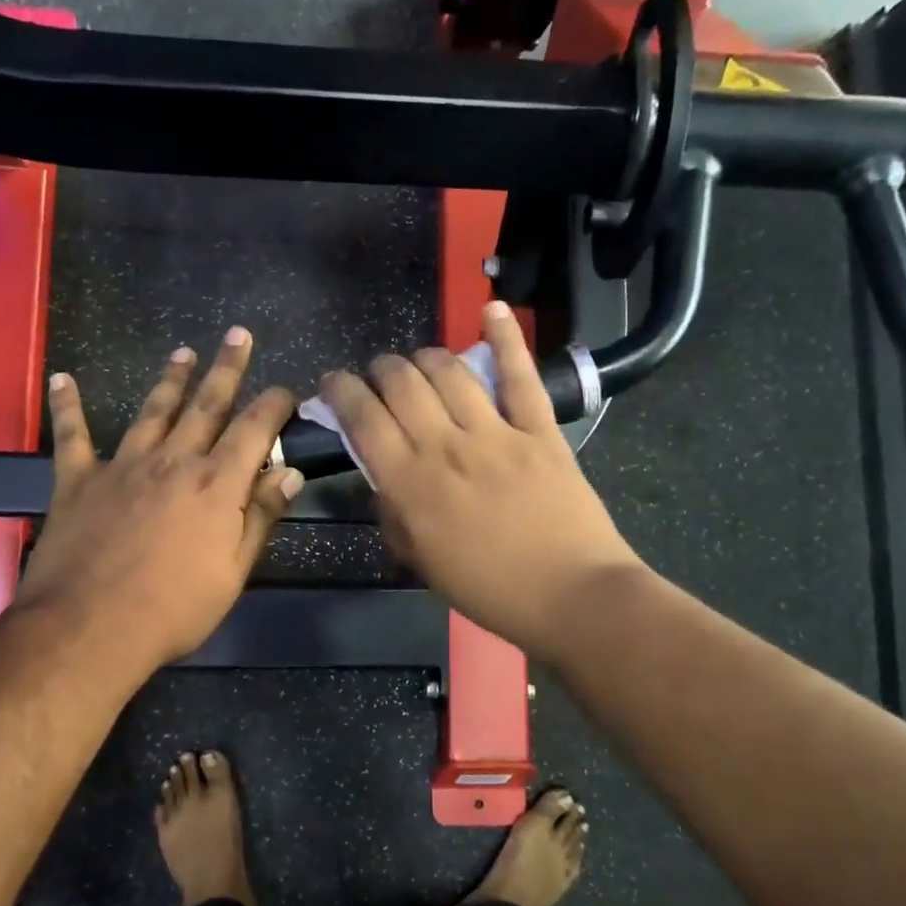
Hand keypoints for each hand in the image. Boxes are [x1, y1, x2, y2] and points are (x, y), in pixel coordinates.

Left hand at [12, 328, 301, 678]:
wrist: (89, 629)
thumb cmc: (174, 609)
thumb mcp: (234, 571)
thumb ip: (261, 517)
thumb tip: (290, 473)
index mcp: (217, 485)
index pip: (255, 429)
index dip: (274, 404)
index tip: (286, 389)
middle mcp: (174, 461)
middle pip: (206, 404)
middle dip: (226, 368)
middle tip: (237, 334)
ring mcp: (123, 466)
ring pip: (153, 411)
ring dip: (170, 379)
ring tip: (184, 353)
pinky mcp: (79, 480)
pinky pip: (72, 436)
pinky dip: (67, 406)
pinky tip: (62, 378)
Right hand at [319, 302, 643, 667]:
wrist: (571, 596)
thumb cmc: (490, 590)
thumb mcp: (421, 563)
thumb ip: (394, 516)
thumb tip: (384, 480)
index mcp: (410, 484)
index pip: (362, 419)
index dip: (341, 391)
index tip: (334, 384)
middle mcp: (445, 447)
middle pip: (401, 383)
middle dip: (380, 369)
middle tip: (379, 377)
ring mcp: (496, 433)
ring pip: (449, 371)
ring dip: (425, 357)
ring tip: (419, 362)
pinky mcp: (539, 430)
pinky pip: (520, 375)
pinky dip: (505, 338)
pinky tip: (491, 309)